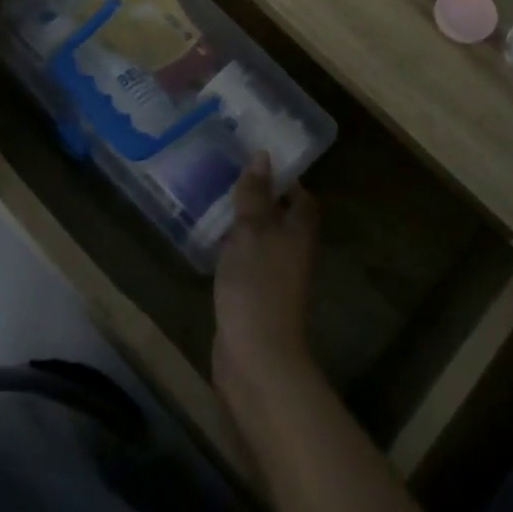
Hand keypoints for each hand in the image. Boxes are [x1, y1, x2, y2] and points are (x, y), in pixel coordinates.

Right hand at [213, 153, 321, 423]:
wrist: (256, 356)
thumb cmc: (257, 285)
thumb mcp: (252, 231)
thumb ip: (255, 194)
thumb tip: (263, 155)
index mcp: (299, 231)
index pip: (301, 196)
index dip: (285, 178)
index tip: (258, 159)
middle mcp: (293, 251)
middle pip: (282, 217)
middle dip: (260, 197)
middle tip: (229, 176)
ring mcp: (275, 276)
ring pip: (262, 239)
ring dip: (244, 223)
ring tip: (215, 200)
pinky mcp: (255, 296)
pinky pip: (247, 261)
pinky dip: (233, 248)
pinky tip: (211, 242)